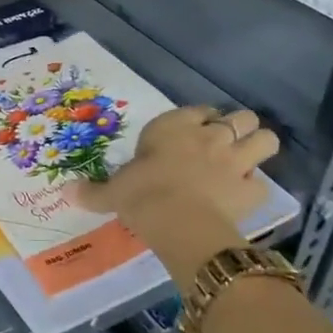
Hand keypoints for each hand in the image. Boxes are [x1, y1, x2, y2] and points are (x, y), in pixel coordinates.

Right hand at [73, 105, 279, 277]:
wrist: (178, 221)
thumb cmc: (141, 195)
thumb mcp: (112, 193)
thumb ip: (94, 191)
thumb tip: (67, 191)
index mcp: (174, 127)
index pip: (199, 110)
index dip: (200, 120)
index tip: (192, 132)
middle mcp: (209, 136)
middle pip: (240, 117)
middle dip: (237, 127)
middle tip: (224, 144)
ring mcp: (236, 161)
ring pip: (265, 139)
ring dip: (258, 147)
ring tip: (246, 161)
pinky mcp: (252, 190)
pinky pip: (263, 183)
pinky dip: (256, 188)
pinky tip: (243, 196)